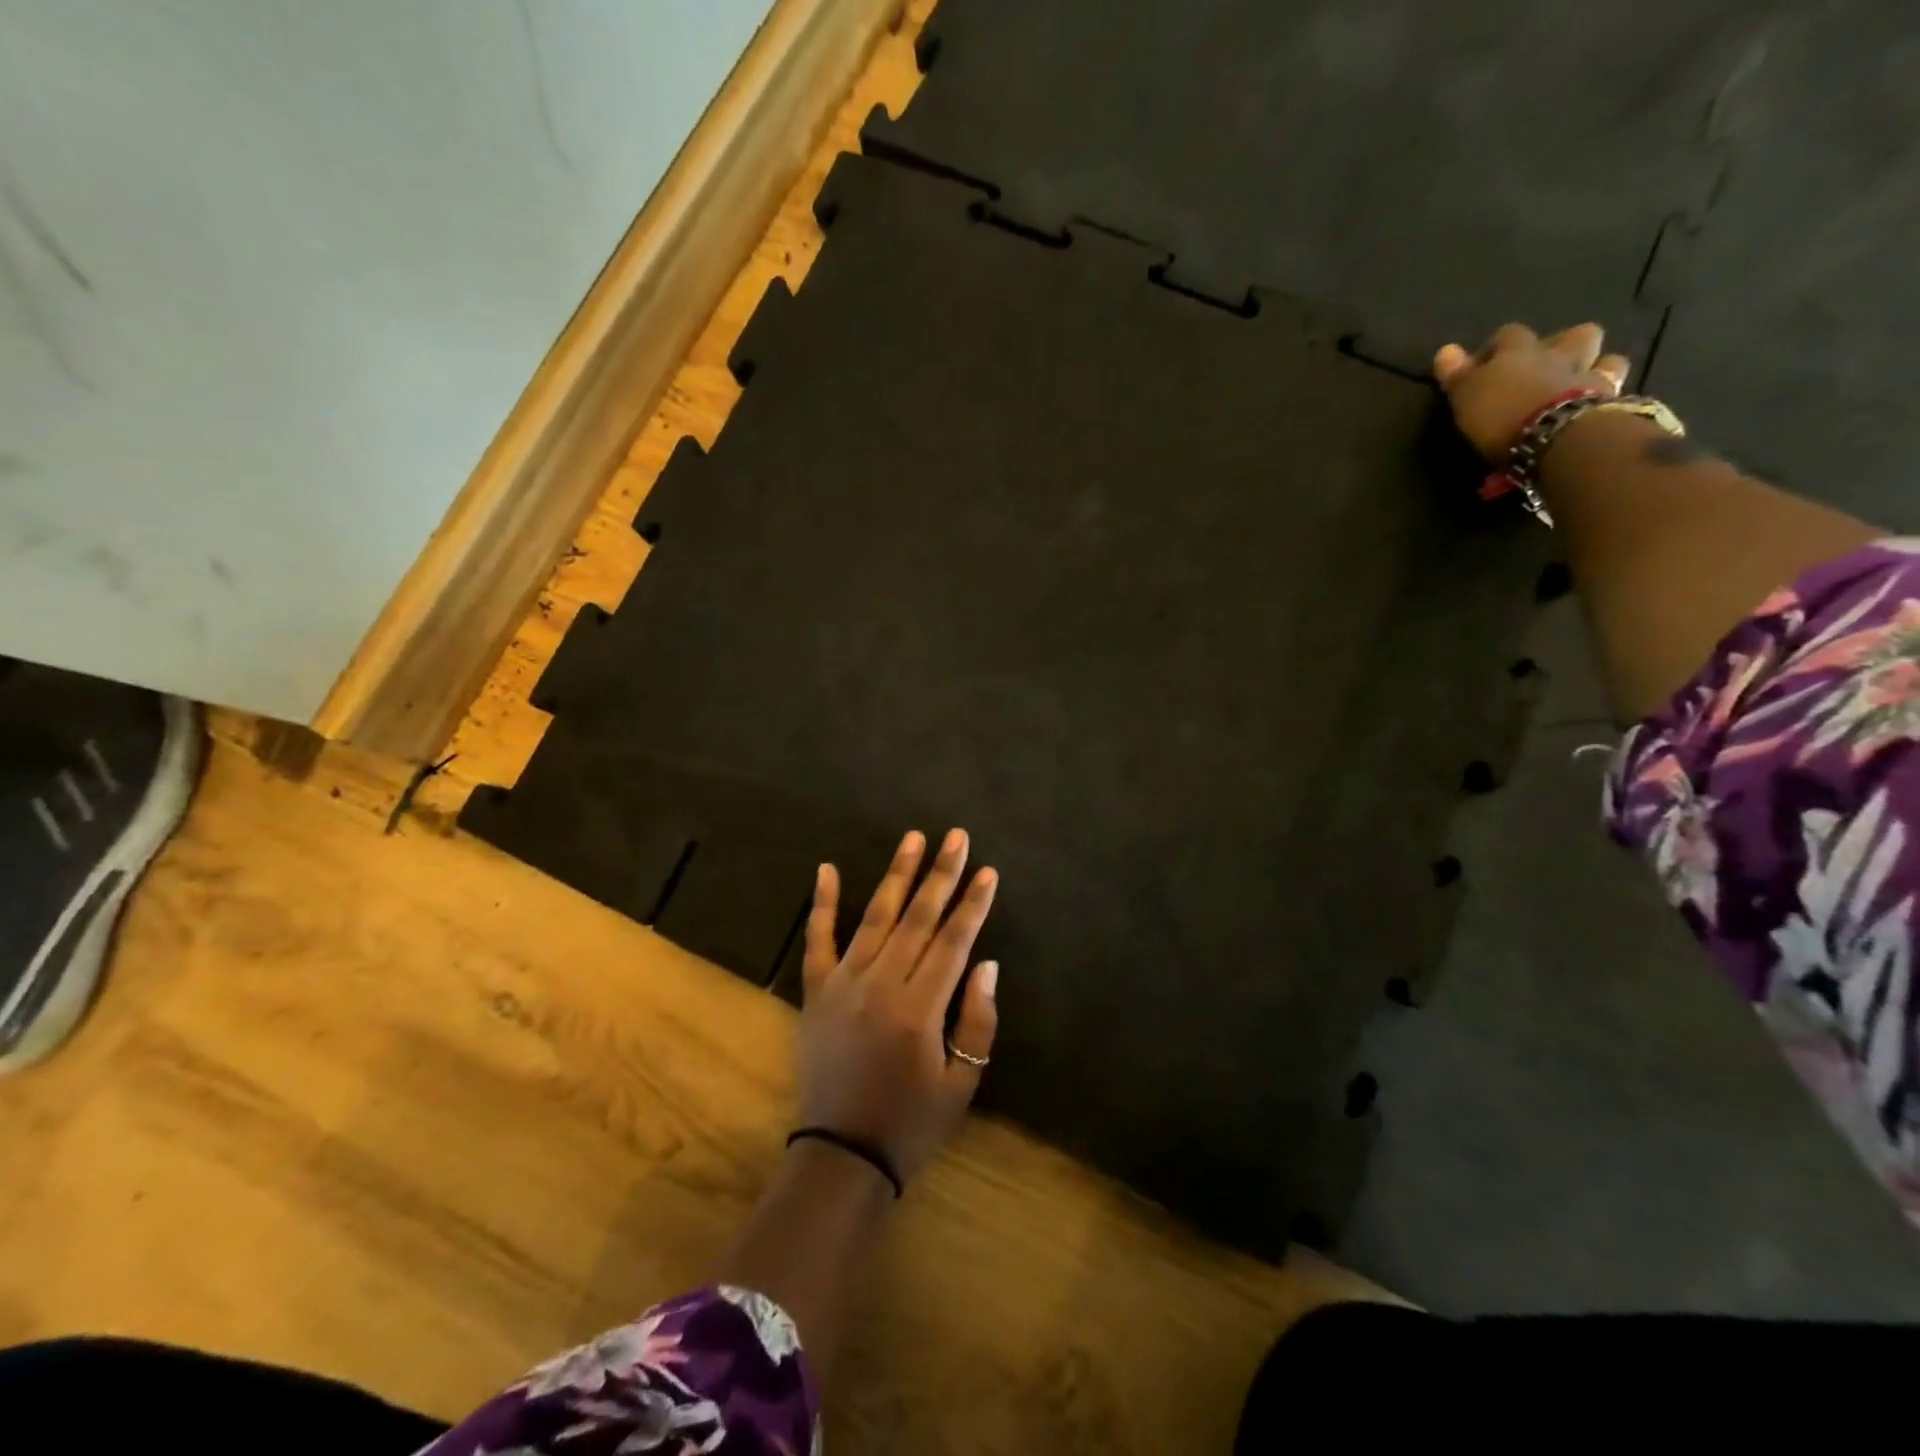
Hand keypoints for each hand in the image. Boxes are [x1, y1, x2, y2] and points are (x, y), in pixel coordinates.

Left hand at [796, 828, 999, 1183]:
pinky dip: (823, 904)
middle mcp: (881, 984)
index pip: (953, 941)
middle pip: (918, 918)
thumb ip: (977, 1022)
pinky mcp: (816, 992)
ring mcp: (843, 984)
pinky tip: (828, 869)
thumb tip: (986, 963)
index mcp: (920, 1008)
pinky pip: (818, 940)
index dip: (973, 904)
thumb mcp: (961, 1084)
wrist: (841, 1155)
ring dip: (896, 875)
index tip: (988, 871)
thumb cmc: (910, 1123)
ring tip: (912, 838)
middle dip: (941, 874)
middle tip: (957, 837)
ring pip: (875, 917)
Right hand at [1432, 323, 1631, 462]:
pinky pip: (1614, 390)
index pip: (1507, 336)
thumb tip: (1445, 350)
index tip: (1484, 366)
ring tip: (1580, 382)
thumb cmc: (1500, 414)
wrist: (1555, 434)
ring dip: (1595, 364)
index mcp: (1518, 352)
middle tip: (1545, 366)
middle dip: (1560, 345)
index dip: (1497, 347)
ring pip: (1603, 357)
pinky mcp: (1610, 401)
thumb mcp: (1466, 396)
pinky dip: (1606, 394)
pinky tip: (1597, 404)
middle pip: (1569, 335)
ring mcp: (1589, 375)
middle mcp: (1557, 355)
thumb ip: (1457, 374)